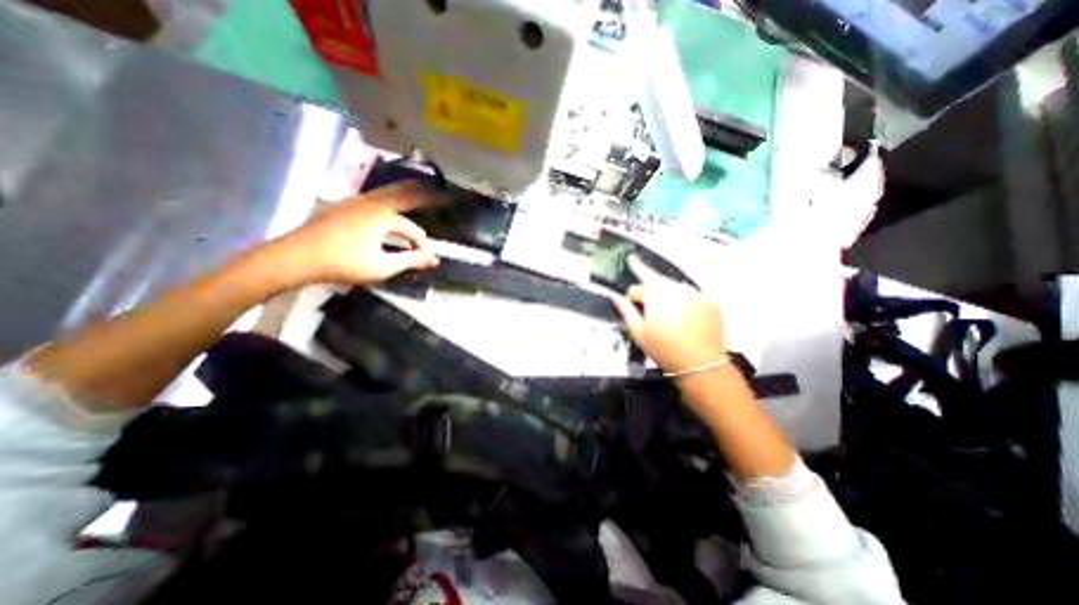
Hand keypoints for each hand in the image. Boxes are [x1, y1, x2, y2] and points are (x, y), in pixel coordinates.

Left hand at [271, 182, 440, 284]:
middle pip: (401, 195)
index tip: (426, 258)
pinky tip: (384, 201)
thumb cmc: (343, 263)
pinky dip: (384, 196)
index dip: (421, 244)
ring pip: (384, 193)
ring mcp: (353, 202)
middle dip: (421, 194)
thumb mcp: (382, 267)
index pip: (411, 229)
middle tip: (439, 192)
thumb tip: (434, 260)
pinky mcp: (340, 206)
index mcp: (382, 217)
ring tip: (416, 188)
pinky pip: (370, 197)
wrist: (296, 257)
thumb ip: (410, 261)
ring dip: (402, 191)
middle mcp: (370, 204)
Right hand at [610, 255, 727, 372]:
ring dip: (665, 288)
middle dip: (643, 271)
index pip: (635, 289)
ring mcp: (694, 292)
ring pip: (673, 285)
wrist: (701, 363)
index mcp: (655, 295)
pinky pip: (692, 293)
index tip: (630, 304)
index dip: (629, 298)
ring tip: (663, 302)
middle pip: (655, 277)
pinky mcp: (709, 300)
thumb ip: (626, 311)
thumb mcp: (639, 333)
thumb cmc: (665, 349)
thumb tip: (615, 298)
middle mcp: (675, 288)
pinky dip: (684, 298)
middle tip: (633, 259)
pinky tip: (683, 311)